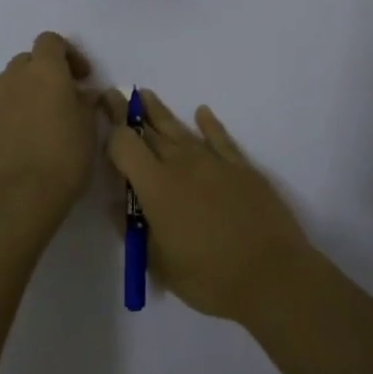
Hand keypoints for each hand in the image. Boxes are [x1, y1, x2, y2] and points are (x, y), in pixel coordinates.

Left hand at [0, 32, 101, 233]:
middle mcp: (16, 76)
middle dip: (48, 71)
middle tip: (68, 95)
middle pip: (30, 59)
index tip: (84, 78)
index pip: (51, 41)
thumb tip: (83, 94)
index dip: (69, 54)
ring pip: (14, 80)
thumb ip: (86, 102)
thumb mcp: (89, 126)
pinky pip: (5, 103)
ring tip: (49, 115)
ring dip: (31, 88)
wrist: (19, 195)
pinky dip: (18, 108)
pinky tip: (32, 133)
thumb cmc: (64, 155)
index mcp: (45, 69)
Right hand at [100, 89, 313, 323]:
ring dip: (160, 111)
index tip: (100, 121)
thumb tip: (117, 206)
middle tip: (115, 96)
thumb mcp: (160, 264)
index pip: (124, 145)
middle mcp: (182, 164)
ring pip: (180, 129)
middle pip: (149, 129)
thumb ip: (134, 230)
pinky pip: (220, 138)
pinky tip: (202, 113)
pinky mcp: (241, 167)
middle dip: (128, 113)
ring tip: (145, 95)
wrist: (271, 275)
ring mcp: (214, 162)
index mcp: (156, 186)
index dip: (110, 132)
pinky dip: (209, 124)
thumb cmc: (209, 278)